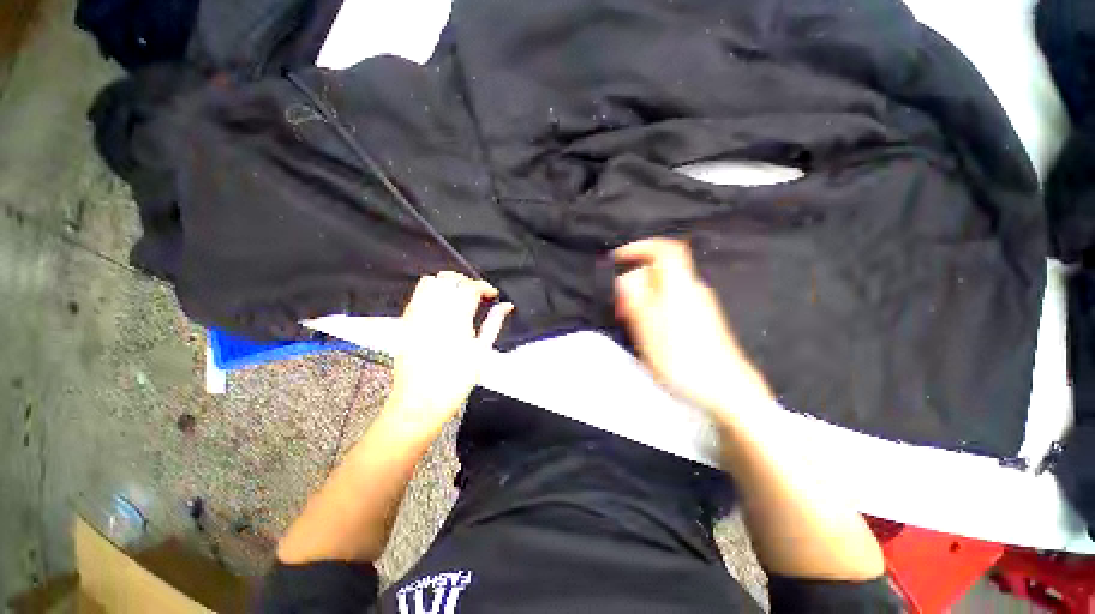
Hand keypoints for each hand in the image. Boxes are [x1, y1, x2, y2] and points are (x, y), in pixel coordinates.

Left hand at [385, 272, 512, 436]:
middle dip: (467, 281)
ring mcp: (417, 316)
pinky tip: (441, 304)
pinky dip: (431, 291)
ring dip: (448, 283)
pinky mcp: (406, 322)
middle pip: (450, 279)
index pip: (470, 287)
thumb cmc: (456, 381)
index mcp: (457, 321)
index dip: (484, 286)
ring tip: (458, 295)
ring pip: (431, 281)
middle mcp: (435, 313)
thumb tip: (506, 305)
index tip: (492, 294)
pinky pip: (416, 295)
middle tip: (477, 294)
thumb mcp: (482, 352)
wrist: (420, 401)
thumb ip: (494, 323)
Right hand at [613, 238, 772, 418]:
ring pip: (665, 289)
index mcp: (679, 287)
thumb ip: (636, 299)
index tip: (619, 258)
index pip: (665, 250)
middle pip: (661, 272)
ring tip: (633, 323)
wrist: (727, 389)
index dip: (641, 247)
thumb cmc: (683, 359)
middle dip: (636, 283)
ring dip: (644, 298)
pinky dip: (656, 308)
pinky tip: (651, 332)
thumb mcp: (649, 329)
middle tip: (621, 308)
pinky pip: (674, 302)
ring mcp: (701, 305)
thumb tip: (626, 278)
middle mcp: (693, 289)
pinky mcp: (704, 320)